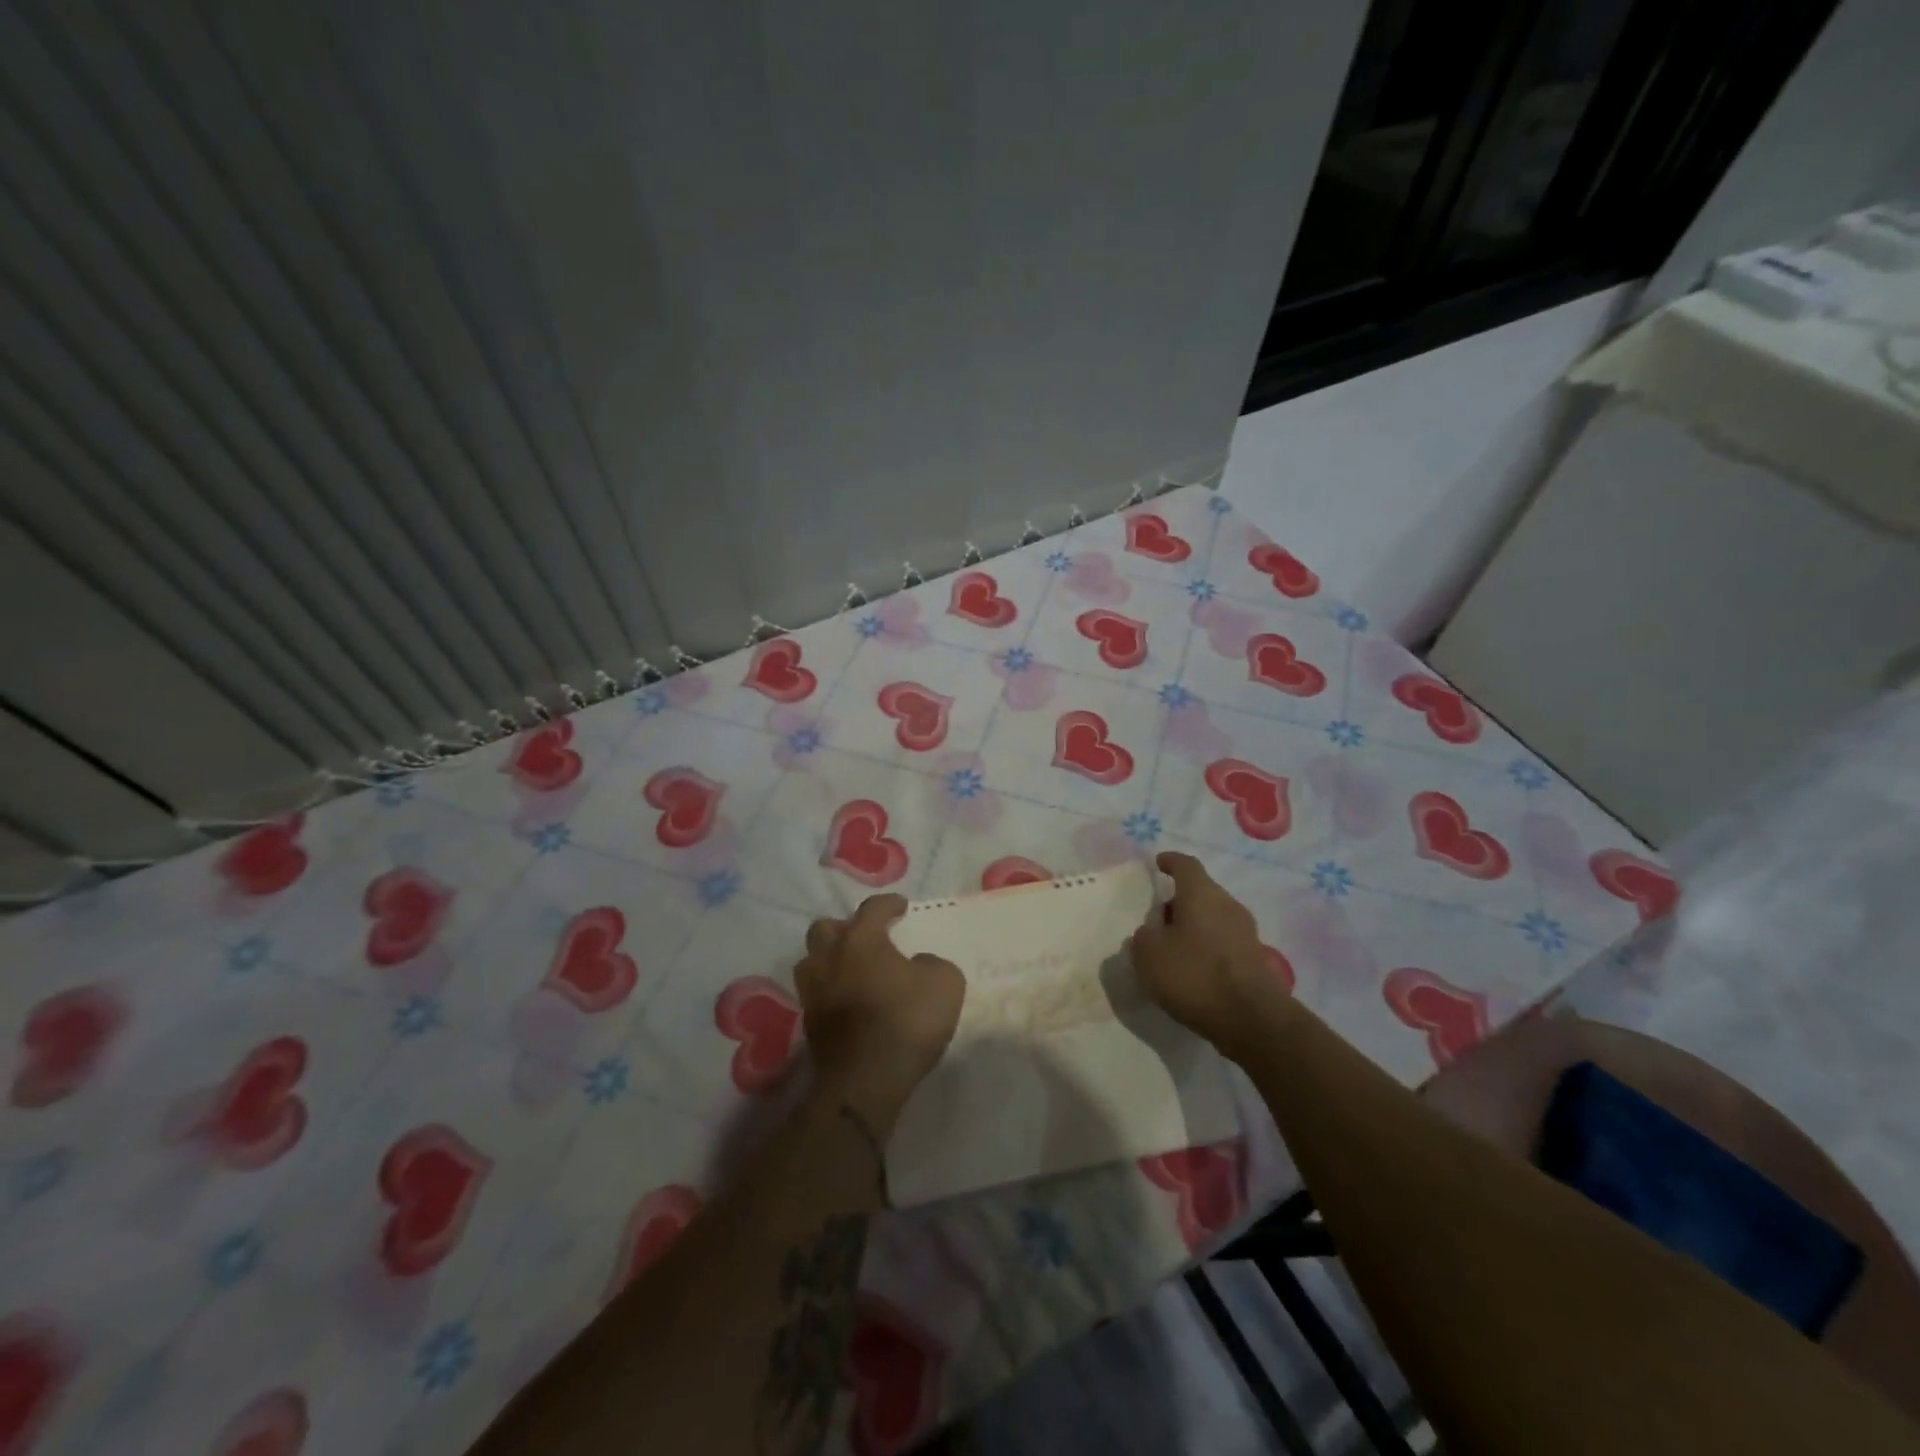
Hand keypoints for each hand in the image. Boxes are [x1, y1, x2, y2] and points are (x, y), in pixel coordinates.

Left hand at [796, 895, 965, 1126]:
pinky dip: (830, 991)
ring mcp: (813, 991)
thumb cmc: (906, 1020)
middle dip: (845, 927)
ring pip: (812, 961)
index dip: (889, 904)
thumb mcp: (945, 983)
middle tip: (867, 938)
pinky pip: (816, 994)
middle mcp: (830, 957)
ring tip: (851, 969)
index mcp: (861, 939)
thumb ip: (932, 963)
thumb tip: (917, 965)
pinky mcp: (808, 1023)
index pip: (872, 908)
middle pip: (825, 928)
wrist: (866, 1080)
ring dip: (830, 959)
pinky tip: (848, 1001)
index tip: (901, 908)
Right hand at [1130, 852, 1291, 1058]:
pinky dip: (1205, 948)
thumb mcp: (1149, 955)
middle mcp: (1228, 905)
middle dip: (1178, 901)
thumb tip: (1150, 933)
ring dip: (1192, 927)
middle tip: (1156, 918)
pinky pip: (1223, 943)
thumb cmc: (1195, 975)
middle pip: (1201, 893)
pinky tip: (1191, 970)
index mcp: (1201, 894)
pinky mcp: (1254, 960)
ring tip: (1170, 949)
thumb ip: (1143, 938)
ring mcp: (1246, 933)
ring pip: (1213, 918)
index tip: (1158, 863)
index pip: (1186, 865)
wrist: (1253, 1020)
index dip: (1170, 861)